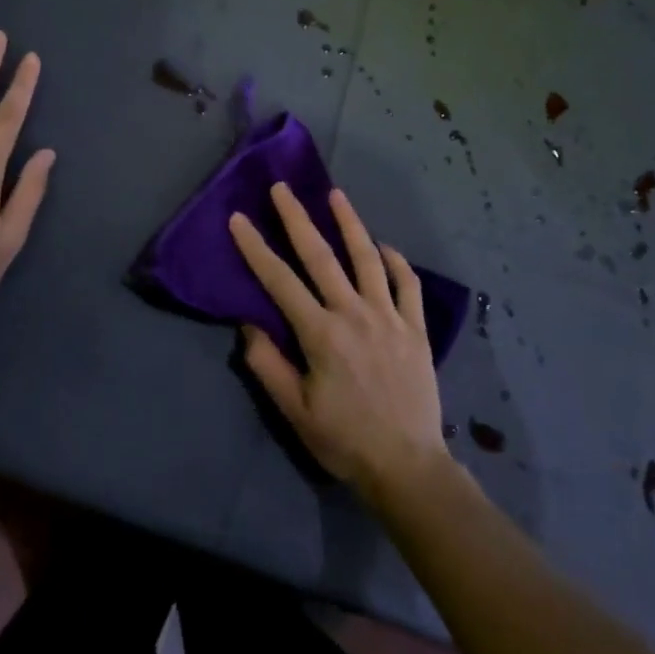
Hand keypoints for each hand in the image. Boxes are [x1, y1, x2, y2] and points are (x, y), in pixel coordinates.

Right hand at [228, 184, 449, 501]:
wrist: (407, 466)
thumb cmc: (344, 440)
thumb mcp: (295, 412)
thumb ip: (269, 365)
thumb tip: (250, 323)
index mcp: (321, 334)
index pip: (280, 281)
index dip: (256, 248)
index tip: (239, 218)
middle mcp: (354, 314)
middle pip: (321, 256)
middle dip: (297, 218)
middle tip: (282, 187)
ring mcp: (389, 317)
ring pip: (367, 258)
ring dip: (350, 223)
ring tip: (336, 195)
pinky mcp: (415, 328)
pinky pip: (407, 284)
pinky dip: (396, 261)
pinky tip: (384, 247)